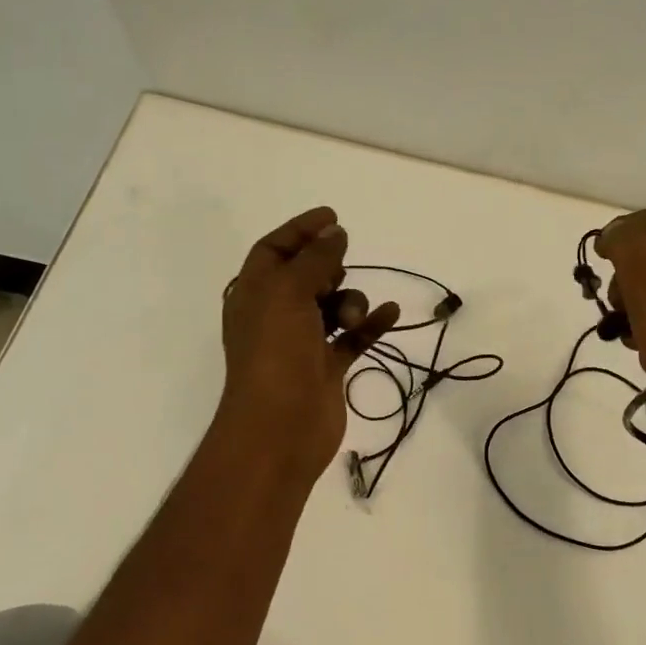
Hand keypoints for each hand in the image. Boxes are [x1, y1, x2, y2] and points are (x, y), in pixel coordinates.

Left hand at [219, 207, 398, 477]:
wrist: (280, 428)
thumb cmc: (276, 352)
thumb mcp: (289, 292)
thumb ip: (315, 258)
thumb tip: (334, 231)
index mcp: (254, 293)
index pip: (274, 250)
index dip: (300, 230)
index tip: (333, 216)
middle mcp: (276, 314)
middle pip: (306, 275)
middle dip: (328, 268)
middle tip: (338, 272)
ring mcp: (302, 342)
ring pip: (333, 305)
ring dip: (351, 301)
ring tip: (353, 315)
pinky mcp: (327, 366)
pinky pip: (354, 336)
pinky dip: (371, 323)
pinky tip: (391, 312)